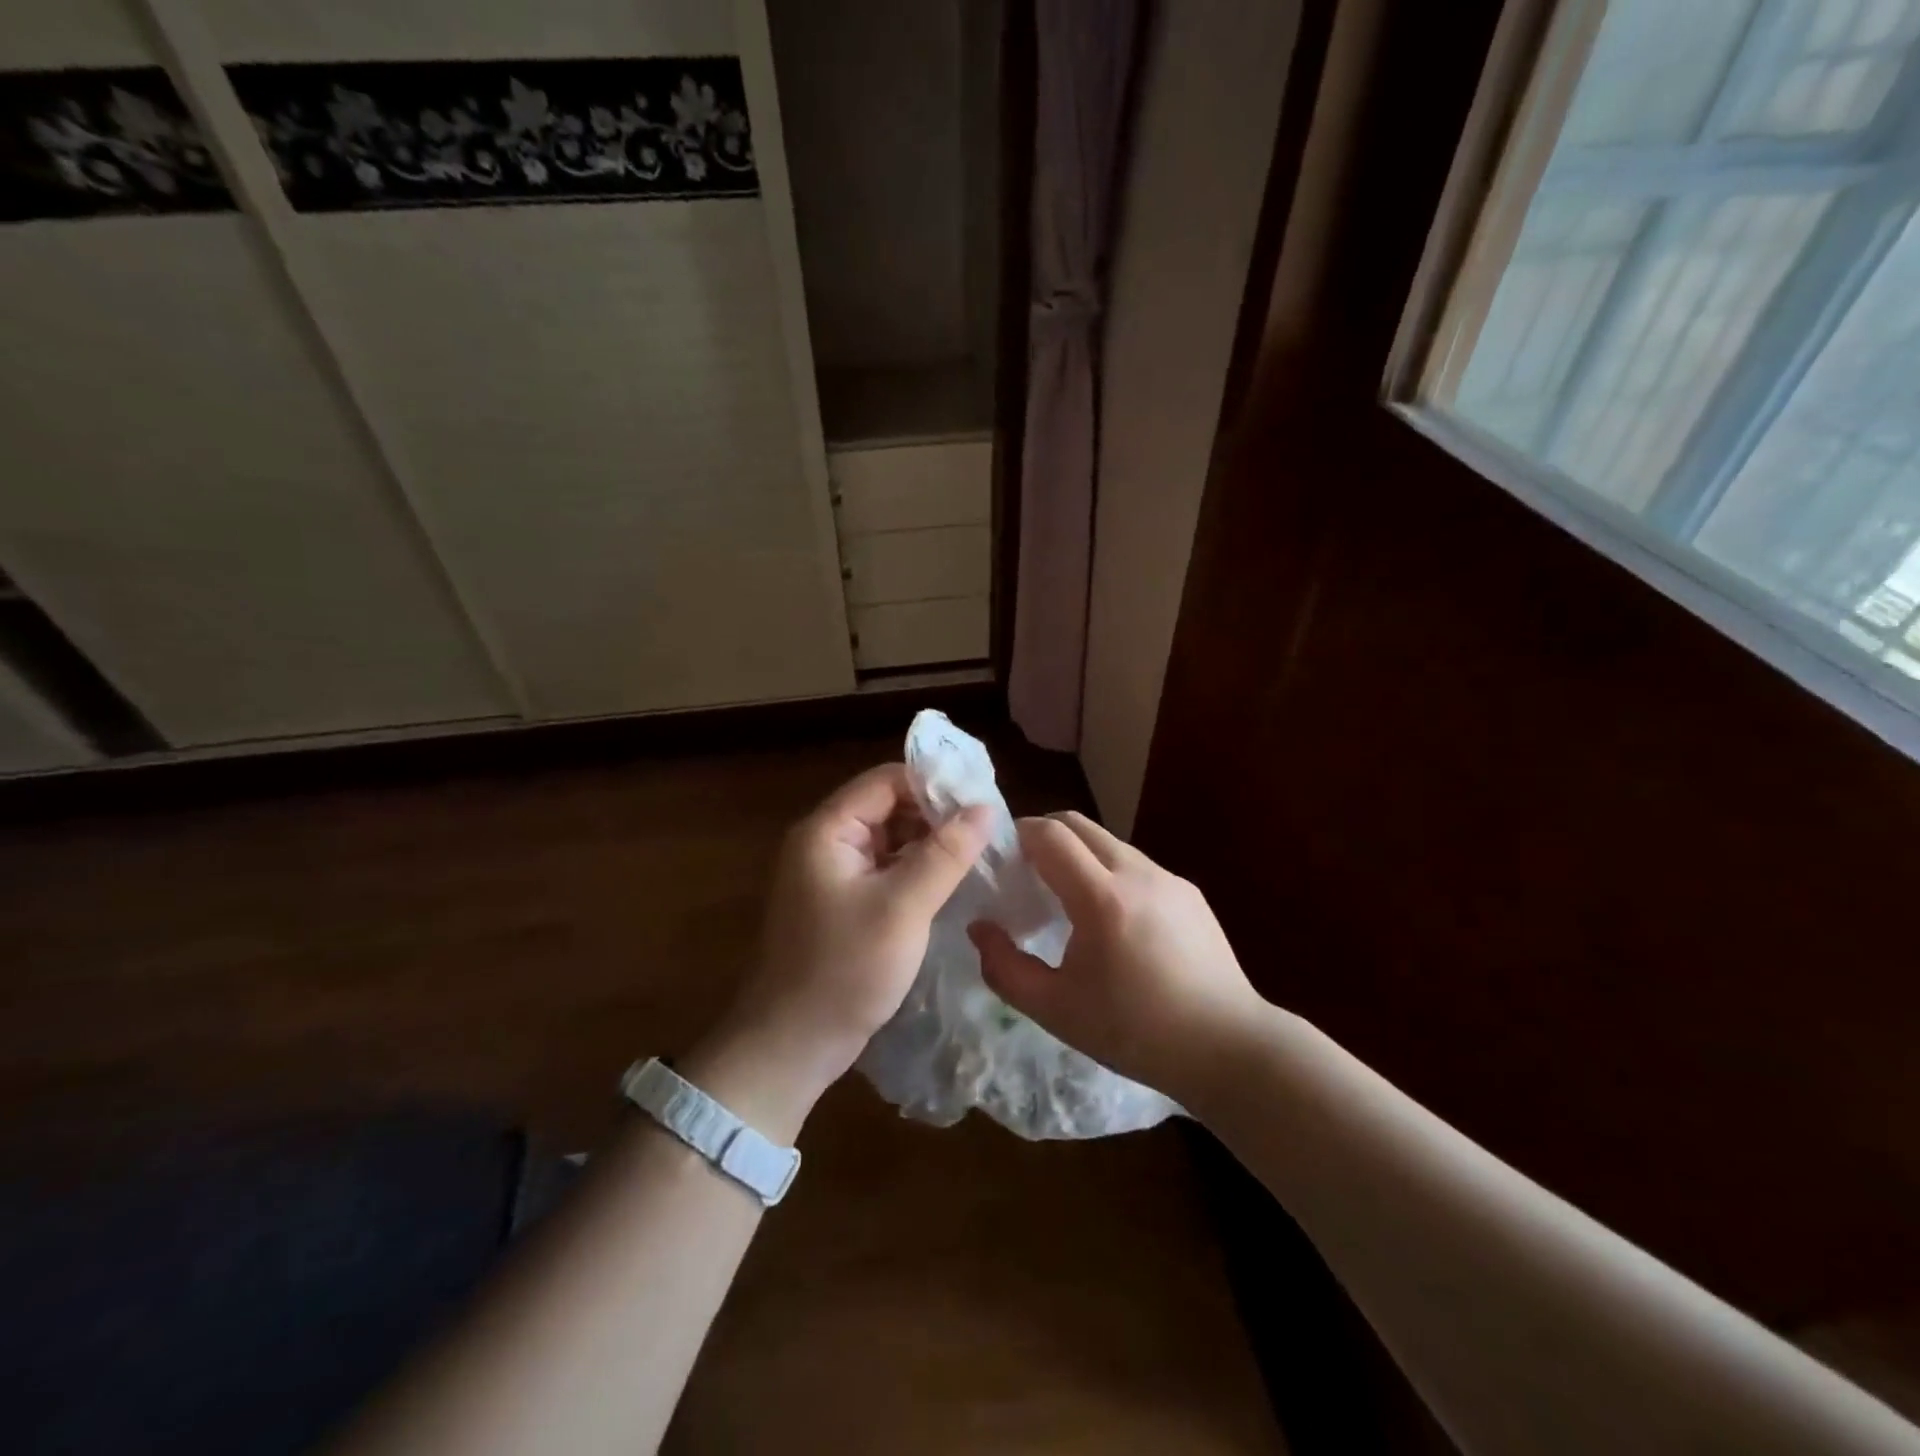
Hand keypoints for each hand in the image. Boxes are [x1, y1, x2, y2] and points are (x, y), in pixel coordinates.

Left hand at [692, 764, 989, 1135]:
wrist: (790, 1047)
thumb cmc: (844, 970)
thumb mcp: (903, 907)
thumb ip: (945, 853)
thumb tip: (985, 807)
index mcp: (827, 830)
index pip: (886, 781)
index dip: (934, 784)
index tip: (982, 799)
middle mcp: (826, 843)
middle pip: (888, 807)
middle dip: (936, 815)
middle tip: (988, 831)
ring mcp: (832, 875)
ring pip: (890, 840)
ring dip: (930, 845)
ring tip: (979, 854)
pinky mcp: (842, 904)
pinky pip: (885, 871)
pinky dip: (916, 872)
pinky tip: (951, 883)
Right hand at [968, 812, 1263, 1103]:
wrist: (1228, 1048)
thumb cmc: (1135, 1032)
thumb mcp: (1056, 1010)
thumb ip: (1004, 967)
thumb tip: (979, 928)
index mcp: (1102, 897)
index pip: (1050, 834)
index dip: (1017, 834)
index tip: (1000, 857)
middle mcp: (1137, 873)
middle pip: (1078, 824)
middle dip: (1043, 835)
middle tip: (1024, 871)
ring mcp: (1168, 878)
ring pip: (1108, 843)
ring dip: (1078, 854)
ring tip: (1066, 899)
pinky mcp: (1188, 892)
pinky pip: (1136, 866)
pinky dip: (1109, 873)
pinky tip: (1113, 921)